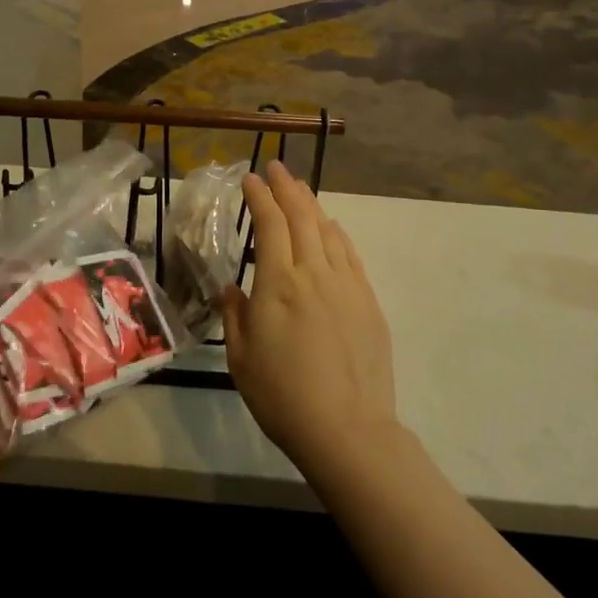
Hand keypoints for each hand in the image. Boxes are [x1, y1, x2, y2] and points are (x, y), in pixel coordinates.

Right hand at [223, 162, 399, 480]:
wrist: (347, 430)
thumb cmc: (283, 396)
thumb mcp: (241, 359)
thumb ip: (234, 315)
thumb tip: (230, 288)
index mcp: (278, 284)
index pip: (269, 225)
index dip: (259, 197)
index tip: (249, 178)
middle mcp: (314, 273)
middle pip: (301, 217)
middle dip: (286, 188)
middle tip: (276, 168)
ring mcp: (346, 285)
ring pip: (328, 230)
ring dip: (311, 205)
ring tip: (299, 189)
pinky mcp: (367, 301)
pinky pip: (350, 254)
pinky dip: (337, 233)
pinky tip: (331, 227)